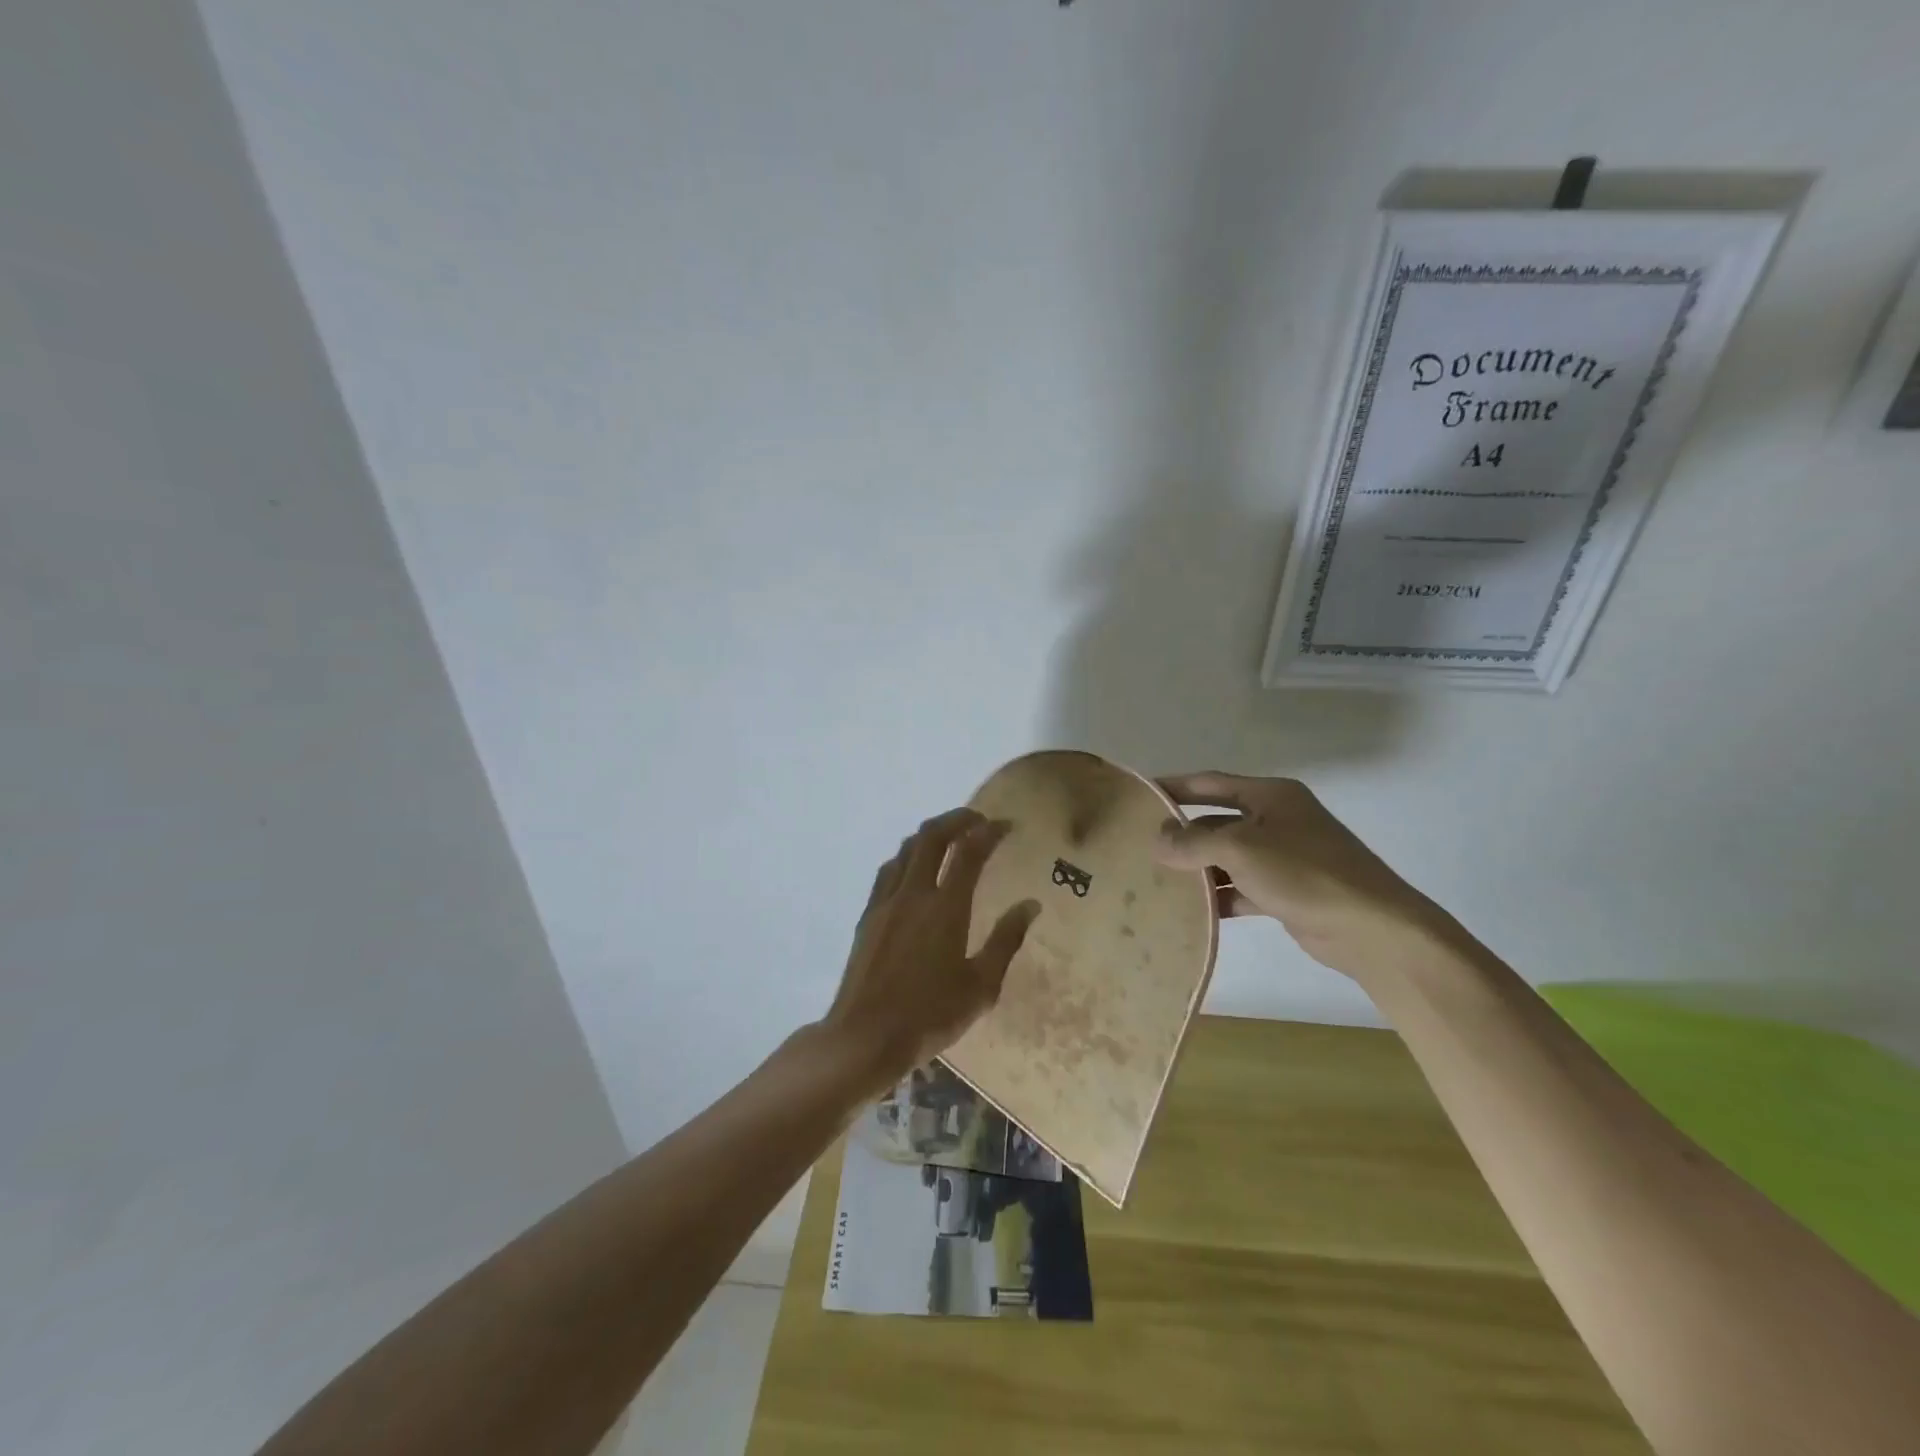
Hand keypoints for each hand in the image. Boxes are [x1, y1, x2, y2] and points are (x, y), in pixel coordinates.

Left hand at [821, 807, 1040, 1091]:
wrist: (865, 1036)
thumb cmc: (930, 1016)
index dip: (989, 832)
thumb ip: (1005, 940)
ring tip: (949, 839)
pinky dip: (908, 856)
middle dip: (957, 819)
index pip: (969, 852)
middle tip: (978, 821)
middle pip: (932, 836)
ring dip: (931, 834)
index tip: (1007, 826)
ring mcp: (885, 901)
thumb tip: (1030, 905)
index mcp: (946, 908)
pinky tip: (914, 868)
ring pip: (906, 848)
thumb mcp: (981, 986)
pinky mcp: (867, 915)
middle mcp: (913, 893)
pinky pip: (889, 869)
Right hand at [1154, 772, 1454, 981]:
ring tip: (1159, 880)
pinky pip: (1243, 886)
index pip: (1210, 783)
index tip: (1140, 796)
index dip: (1174, 787)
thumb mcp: (1241, 849)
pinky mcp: (1288, 891)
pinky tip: (1194, 910)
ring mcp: (1284, 857)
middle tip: (1143, 846)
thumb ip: (1193, 841)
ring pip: (1228, 857)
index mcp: (1270, 796)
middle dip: (1184, 834)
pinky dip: (1221, 896)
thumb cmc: (1304, 873)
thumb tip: (1158, 839)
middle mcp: (1277, 820)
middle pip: (1218, 821)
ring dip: (1199, 868)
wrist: (1372, 929)